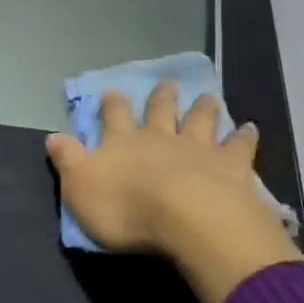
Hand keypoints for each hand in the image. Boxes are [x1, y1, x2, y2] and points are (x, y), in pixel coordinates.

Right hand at [47, 82, 300, 302]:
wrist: (187, 218)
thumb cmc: (126, 208)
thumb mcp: (80, 188)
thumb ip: (68, 160)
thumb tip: (52, 137)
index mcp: (123, 143)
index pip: (114, 117)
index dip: (112, 105)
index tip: (113, 91)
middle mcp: (160, 138)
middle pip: (161, 111)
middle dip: (161, 98)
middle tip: (166, 84)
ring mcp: (198, 148)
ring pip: (200, 121)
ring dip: (203, 108)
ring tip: (208, 97)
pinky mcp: (231, 165)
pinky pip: (238, 146)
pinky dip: (244, 136)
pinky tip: (251, 128)